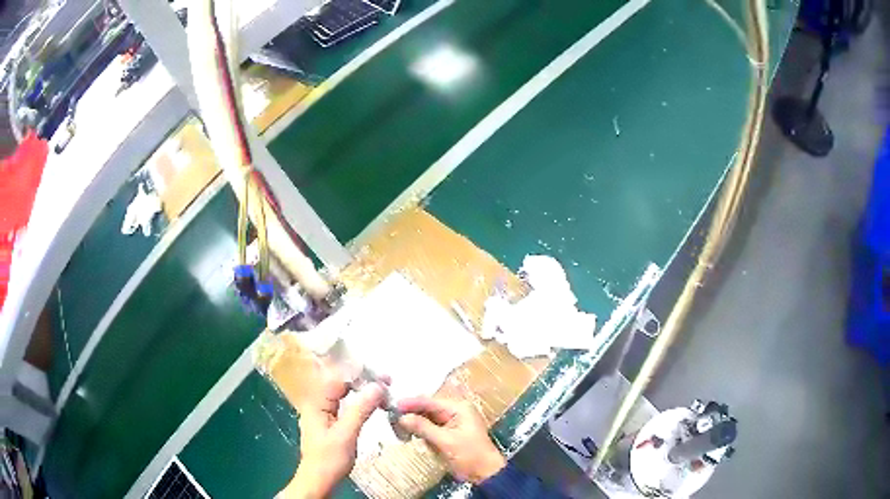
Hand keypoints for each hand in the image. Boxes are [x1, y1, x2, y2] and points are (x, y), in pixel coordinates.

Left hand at [281, 369, 384, 497]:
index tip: (382, 376)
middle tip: (387, 382)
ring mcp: (323, 413)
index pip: (337, 379)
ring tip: (383, 390)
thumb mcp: (346, 434)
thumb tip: (377, 386)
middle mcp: (318, 404)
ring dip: (363, 390)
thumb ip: (360, 410)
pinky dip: (360, 402)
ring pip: (344, 394)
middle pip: (340, 384)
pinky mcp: (330, 423)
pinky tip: (372, 403)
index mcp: (316, 403)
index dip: (360, 374)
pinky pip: (345, 405)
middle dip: (363, 380)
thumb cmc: (329, 459)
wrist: (319, 481)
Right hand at [397, 397, 506, 484]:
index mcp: (459, 408)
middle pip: (427, 408)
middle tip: (391, 417)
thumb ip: (423, 427)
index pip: (430, 402)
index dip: (411, 403)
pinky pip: (430, 427)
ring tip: (397, 426)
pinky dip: (420, 430)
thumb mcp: (445, 441)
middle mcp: (455, 411)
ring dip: (414, 422)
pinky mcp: (448, 433)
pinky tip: (408, 434)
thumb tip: (402, 417)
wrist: (485, 472)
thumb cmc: (469, 454)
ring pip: (427, 418)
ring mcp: (452, 422)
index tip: (393, 405)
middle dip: (411, 413)